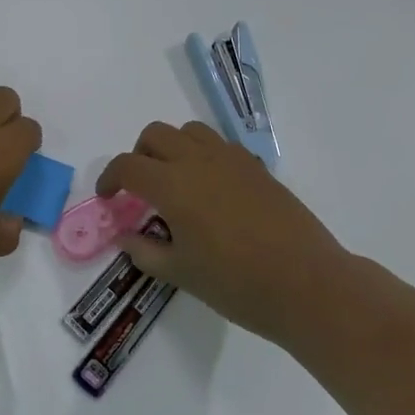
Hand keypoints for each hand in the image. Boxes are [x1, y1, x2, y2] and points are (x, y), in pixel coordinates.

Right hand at [98, 121, 349, 342]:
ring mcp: (231, 159)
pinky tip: (212, 190)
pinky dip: (204, 155)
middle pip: (155, 135)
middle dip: (139, 155)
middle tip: (140, 188)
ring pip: (189, 131)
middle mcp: (198, 160)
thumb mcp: (181, 274)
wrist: (307, 284)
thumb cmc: (237, 284)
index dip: (110, 178)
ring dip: (172, 147)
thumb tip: (126, 236)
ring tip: (175, 181)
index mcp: (173, 185)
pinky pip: (220, 145)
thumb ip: (146, 251)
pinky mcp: (257, 167)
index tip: (108, 197)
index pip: (128, 165)